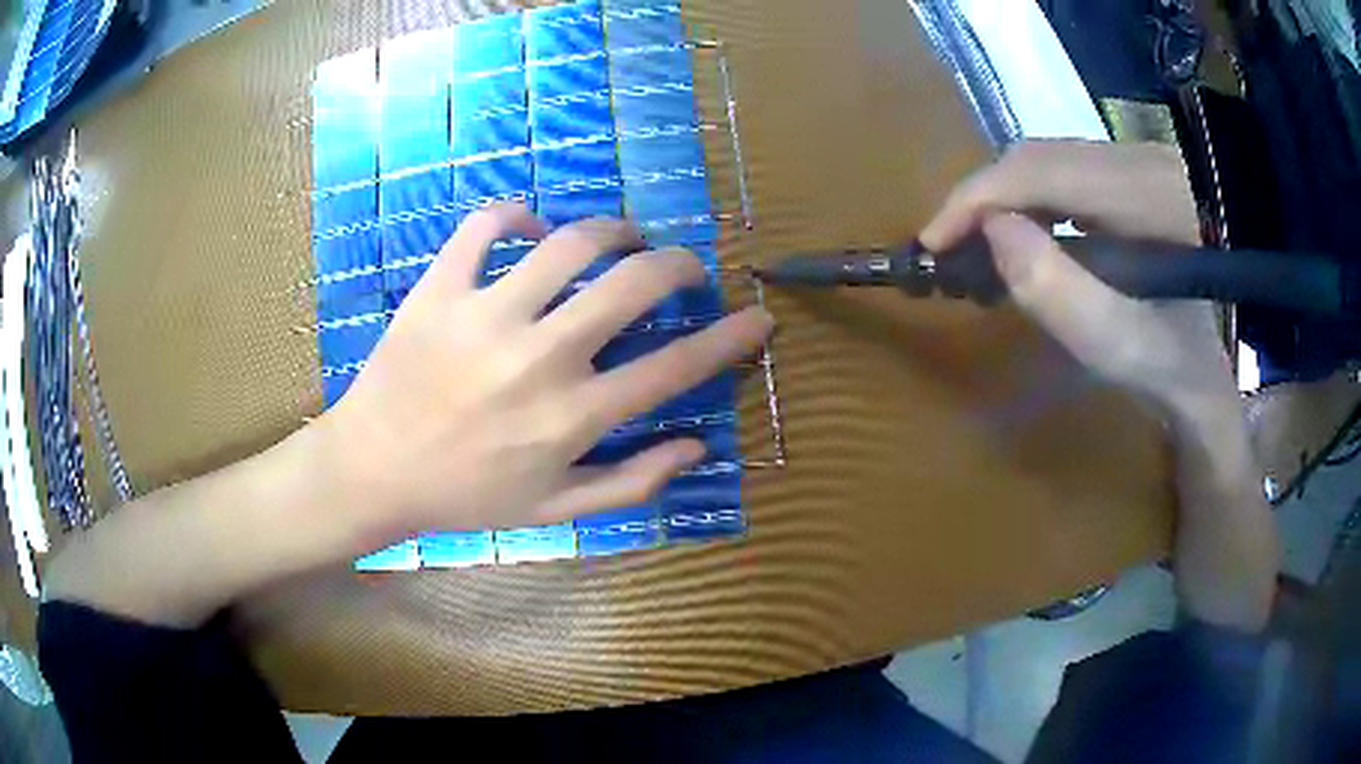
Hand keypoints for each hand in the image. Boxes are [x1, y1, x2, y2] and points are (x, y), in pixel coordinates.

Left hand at [315, 203, 772, 541]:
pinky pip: (485, 225)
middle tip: (685, 265)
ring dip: (613, 229)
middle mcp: (539, 358)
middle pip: (634, 285)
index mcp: (571, 417)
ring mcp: (485, 315)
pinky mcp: (439, 287)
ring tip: (623, 237)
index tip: (759, 317)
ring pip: (571, 242)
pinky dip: (517, 215)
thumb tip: (696, 446)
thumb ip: (631, 481)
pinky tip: (532, 229)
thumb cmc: (466, 495)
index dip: (730, 339)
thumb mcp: (555, 509)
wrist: (374, 470)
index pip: (675, 368)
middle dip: (679, 264)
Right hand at [920, 140, 1236, 418]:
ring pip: (1046, 159)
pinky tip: (1020, 232)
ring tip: (977, 244)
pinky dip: (1028, 200)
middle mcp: (1143, 159)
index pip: (1047, 170)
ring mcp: (1137, 160)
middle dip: (985, 198)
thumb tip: (992, 229)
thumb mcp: (1113, 344)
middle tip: (948, 246)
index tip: (934, 240)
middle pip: (1041, 156)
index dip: (981, 197)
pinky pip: (1062, 170)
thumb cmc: (1163, 367)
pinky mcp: (1129, 172)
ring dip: (1003, 198)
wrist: (1201, 369)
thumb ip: (1056, 289)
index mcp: (1150, 196)